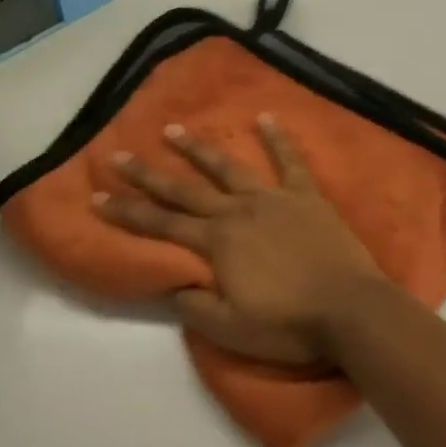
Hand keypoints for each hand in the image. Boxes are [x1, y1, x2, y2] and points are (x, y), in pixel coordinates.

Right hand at [95, 116, 389, 366]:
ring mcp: (273, 199)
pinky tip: (266, 118)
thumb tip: (170, 285)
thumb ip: (195, 305)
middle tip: (120, 155)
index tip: (96, 196)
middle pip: (184, 190)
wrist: (349, 309)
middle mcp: (237, 212)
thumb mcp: (230, 329)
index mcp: (217, 243)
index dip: (126, 212)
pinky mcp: (305, 196)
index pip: (160, 225)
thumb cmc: (288, 324)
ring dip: (198, 149)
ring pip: (228, 168)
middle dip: (148, 175)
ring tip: (173, 129)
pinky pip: (289, 161)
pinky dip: (277, 138)